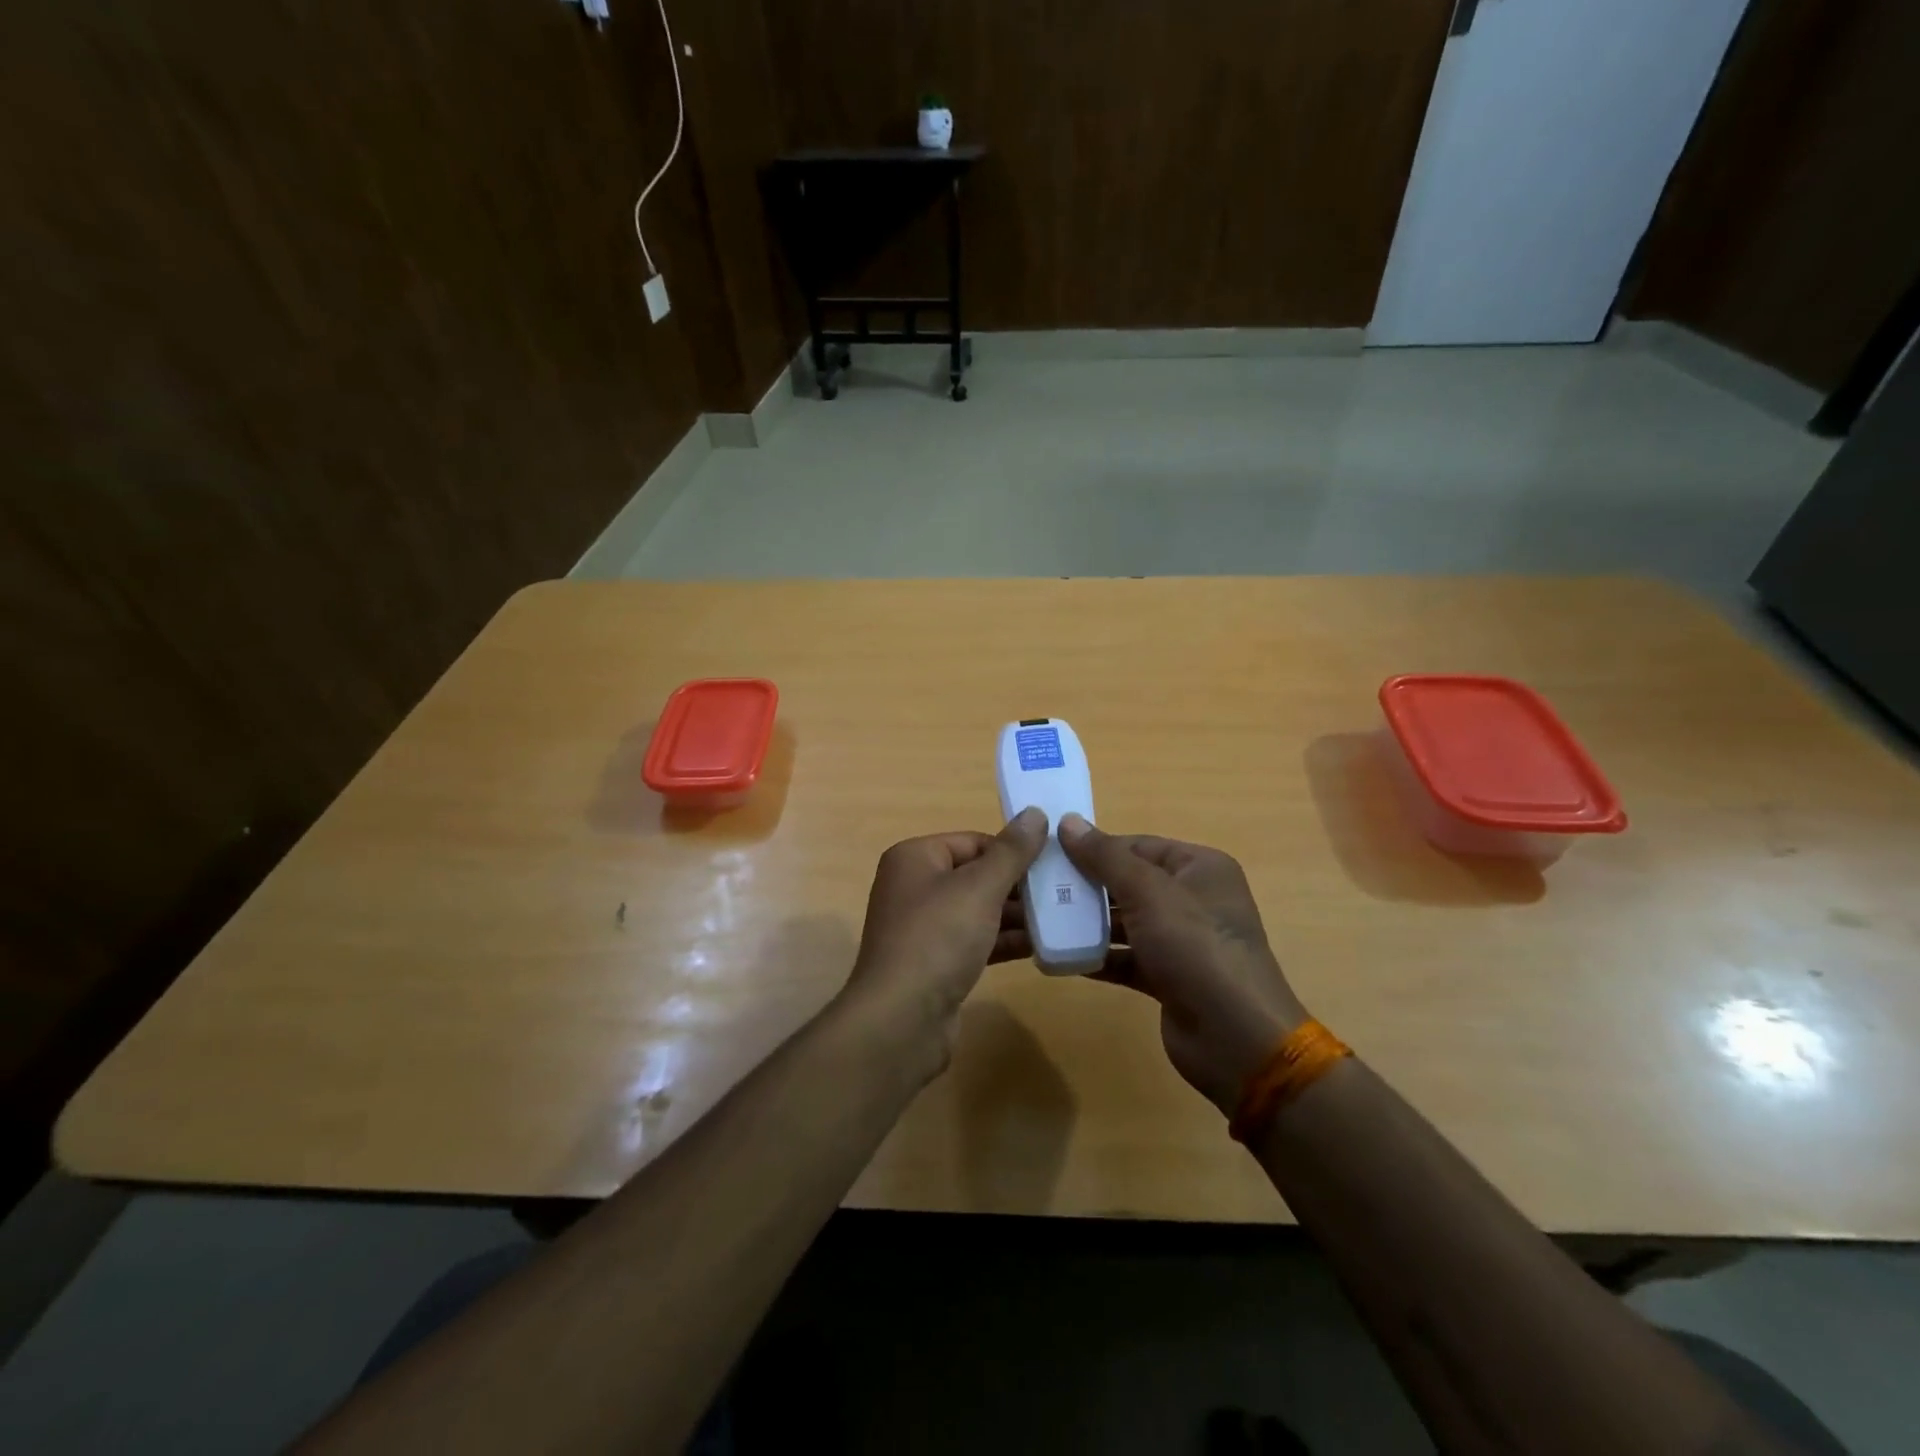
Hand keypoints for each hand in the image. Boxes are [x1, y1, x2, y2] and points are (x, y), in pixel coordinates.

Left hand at [838, 808, 1047, 1074]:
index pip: (973, 842)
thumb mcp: (980, 888)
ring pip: (978, 911)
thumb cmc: (938, 939)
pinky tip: (1041, 947)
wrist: (901, 1020)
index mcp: (915, 858)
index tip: (1053, 865)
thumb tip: (1035, 813)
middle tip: (1064, 893)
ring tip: (1062, 918)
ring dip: (1016, 915)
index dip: (1012, 851)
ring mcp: (923, 928)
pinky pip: (975, 941)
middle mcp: (914, 887)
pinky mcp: (934, 963)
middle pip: (976, 875)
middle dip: (1018, 885)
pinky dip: (1003, 941)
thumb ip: (1011, 852)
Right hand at [1059, 814, 1307, 1115]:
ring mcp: (1183, 941)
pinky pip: (1127, 958)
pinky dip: (1099, 956)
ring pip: (1127, 921)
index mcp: (1200, 868)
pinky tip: (1062, 956)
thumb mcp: (1148, 892)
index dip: (1097, 847)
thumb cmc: (1195, 948)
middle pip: (1131, 882)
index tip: (1051, 852)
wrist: (1235, 1038)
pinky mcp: (1169, 978)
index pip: (1139, 845)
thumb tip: (1068, 822)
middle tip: (1040, 886)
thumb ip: (1106, 857)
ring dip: (1089, 922)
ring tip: (1043, 919)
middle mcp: (1194, 899)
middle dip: (1088, 885)